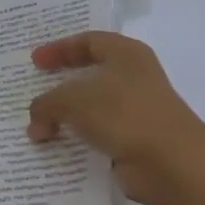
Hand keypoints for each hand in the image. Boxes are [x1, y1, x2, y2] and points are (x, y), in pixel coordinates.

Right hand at [28, 32, 204, 204]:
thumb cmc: (123, 113)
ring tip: (38, 126)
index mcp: (126, 54)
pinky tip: (57, 147)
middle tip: (36, 90)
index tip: (34, 62)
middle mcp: (134, 78)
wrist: (170, 163)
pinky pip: (98, 134)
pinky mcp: (135, 140)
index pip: (88, 41)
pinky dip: (78, 139)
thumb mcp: (72, 100)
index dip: (59, 49)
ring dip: (66, 116)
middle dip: (60, 84)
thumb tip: (36, 125)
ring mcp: (137, 111)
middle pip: (90, 74)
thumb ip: (46, 104)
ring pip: (93, 107)